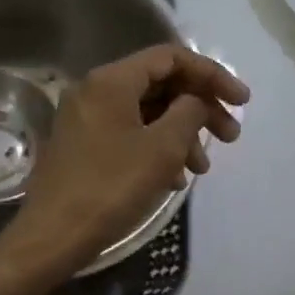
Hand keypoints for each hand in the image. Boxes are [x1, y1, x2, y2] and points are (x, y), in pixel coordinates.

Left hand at [0, 46, 248, 281]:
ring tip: (202, 169)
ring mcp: (87, 118)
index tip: (242, 102)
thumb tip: (196, 101)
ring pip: (147, 113)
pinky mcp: (84, 145)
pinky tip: (175, 179)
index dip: (212, 75)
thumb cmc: (110, 188)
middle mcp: (96, 90)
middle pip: (161, 84)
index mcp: (111, 80)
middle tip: (230, 137)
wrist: (52, 236)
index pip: (171, 57)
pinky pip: (130, 133)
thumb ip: (190, 113)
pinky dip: (157, 148)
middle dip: (200, 108)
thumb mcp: (162, 148)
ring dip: (181, 134)